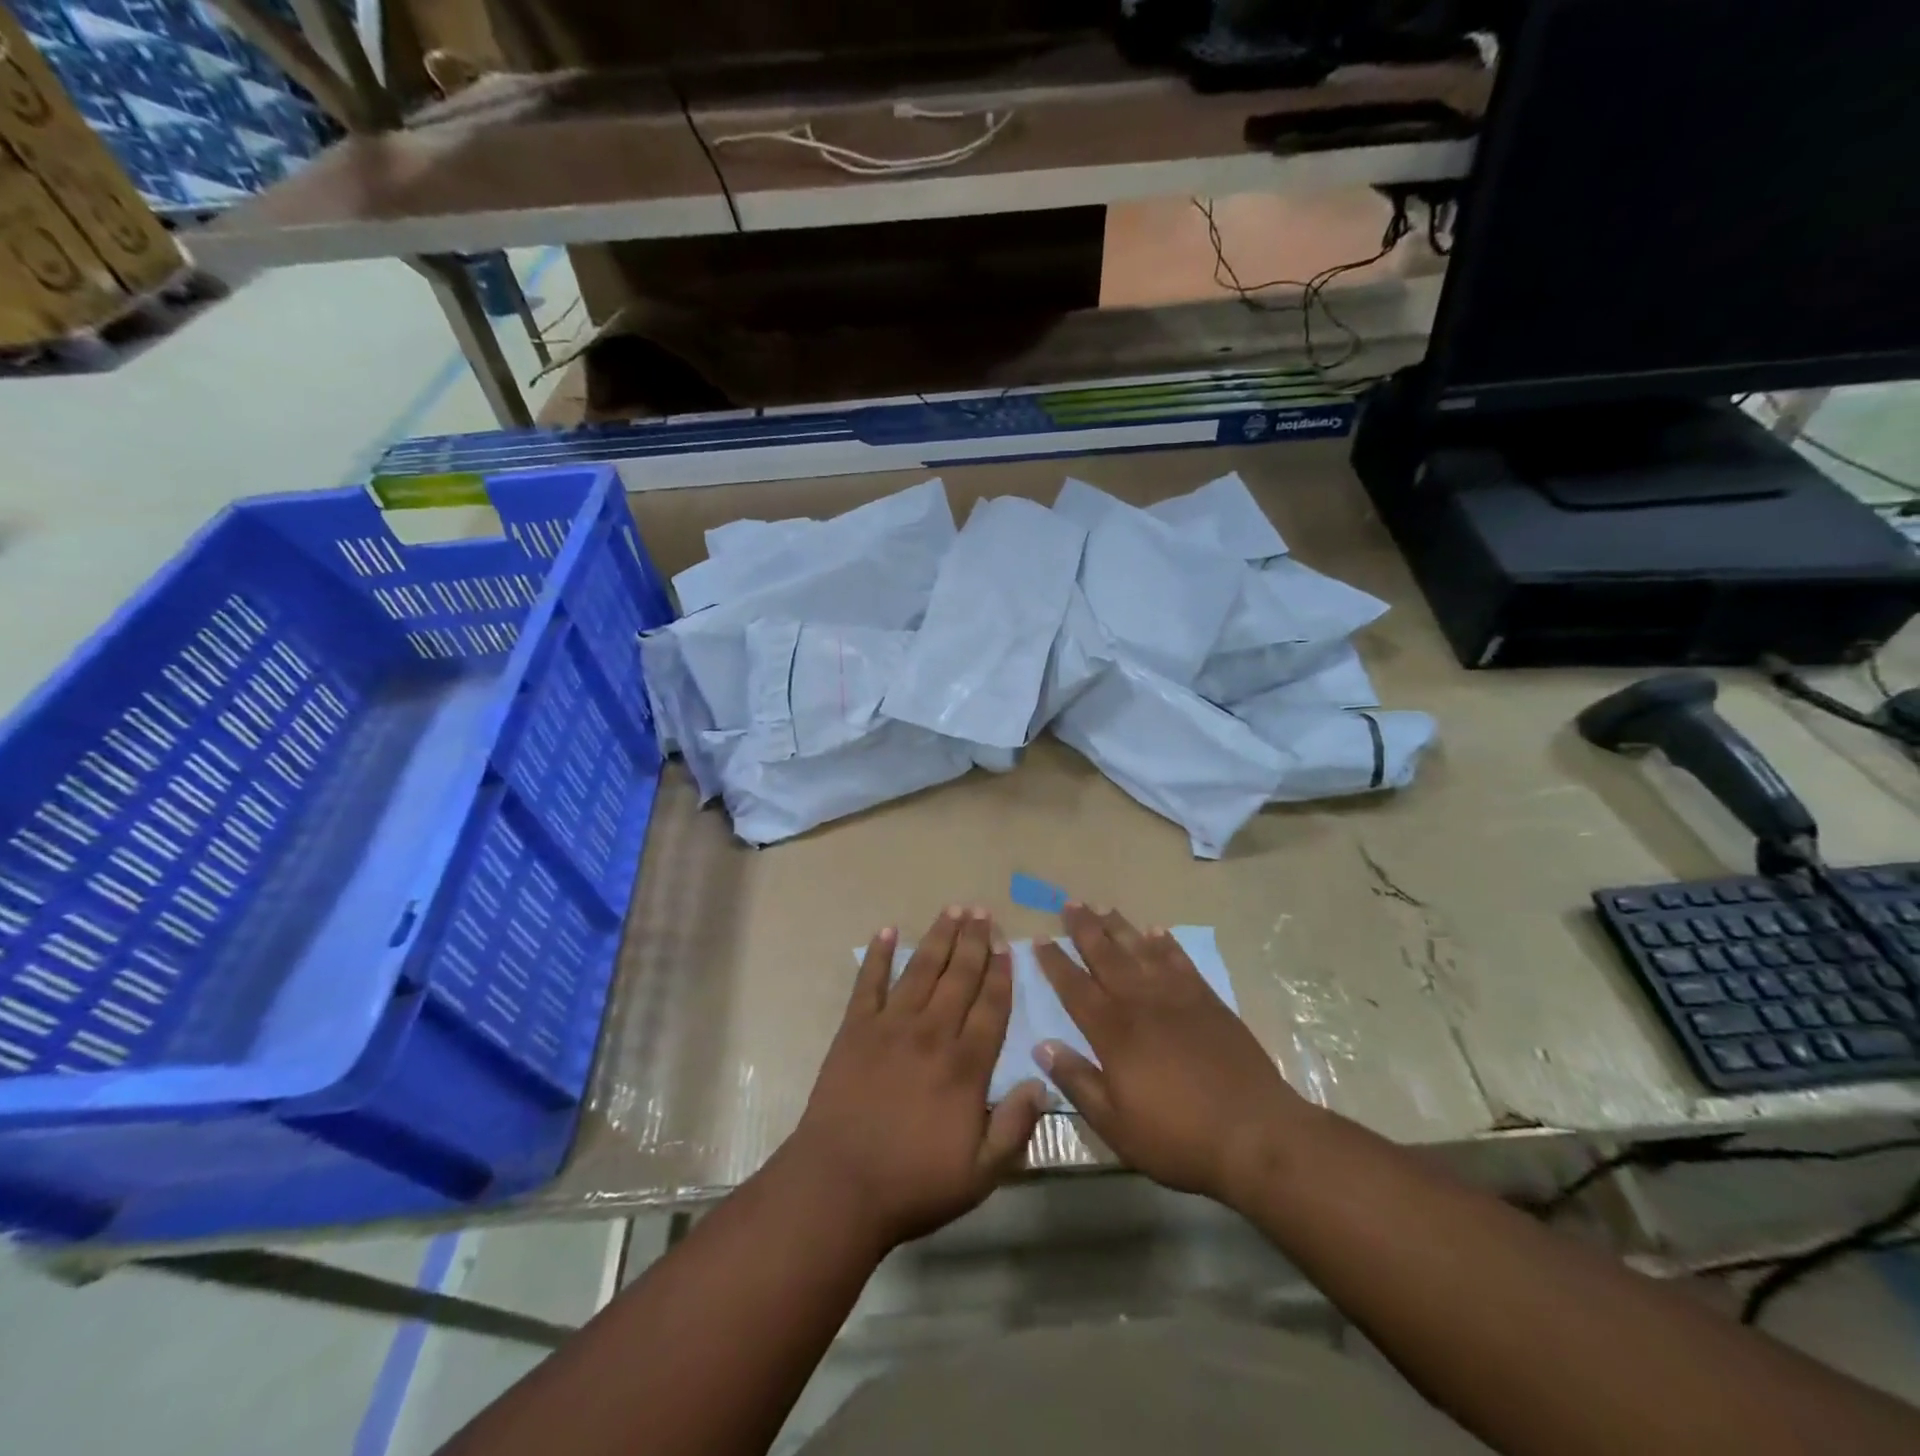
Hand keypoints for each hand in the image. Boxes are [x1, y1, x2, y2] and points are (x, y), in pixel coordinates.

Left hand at [785, 908, 1047, 1251]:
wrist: (839, 1185)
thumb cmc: (913, 1184)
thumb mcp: (980, 1174)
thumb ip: (1015, 1127)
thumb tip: (1042, 1082)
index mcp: (965, 1066)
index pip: (991, 1007)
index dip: (1001, 973)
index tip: (1007, 945)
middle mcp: (932, 1033)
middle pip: (959, 977)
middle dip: (973, 942)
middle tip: (982, 912)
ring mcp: (890, 1026)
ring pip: (921, 970)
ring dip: (938, 938)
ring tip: (952, 910)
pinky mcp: (855, 1029)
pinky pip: (868, 982)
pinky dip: (877, 955)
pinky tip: (887, 932)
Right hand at [1034, 904, 1309, 1208]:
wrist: (1254, 1133)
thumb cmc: (1177, 1137)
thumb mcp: (1115, 1124)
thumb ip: (1077, 1081)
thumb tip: (1042, 1046)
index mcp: (1112, 1031)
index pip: (1074, 987)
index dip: (1055, 963)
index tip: (1039, 939)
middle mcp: (1140, 1002)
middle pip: (1106, 956)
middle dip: (1085, 929)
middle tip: (1070, 903)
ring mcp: (1177, 997)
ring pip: (1140, 950)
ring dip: (1119, 927)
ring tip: (1103, 906)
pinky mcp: (1208, 1001)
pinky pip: (1180, 961)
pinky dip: (1165, 944)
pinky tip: (1156, 932)